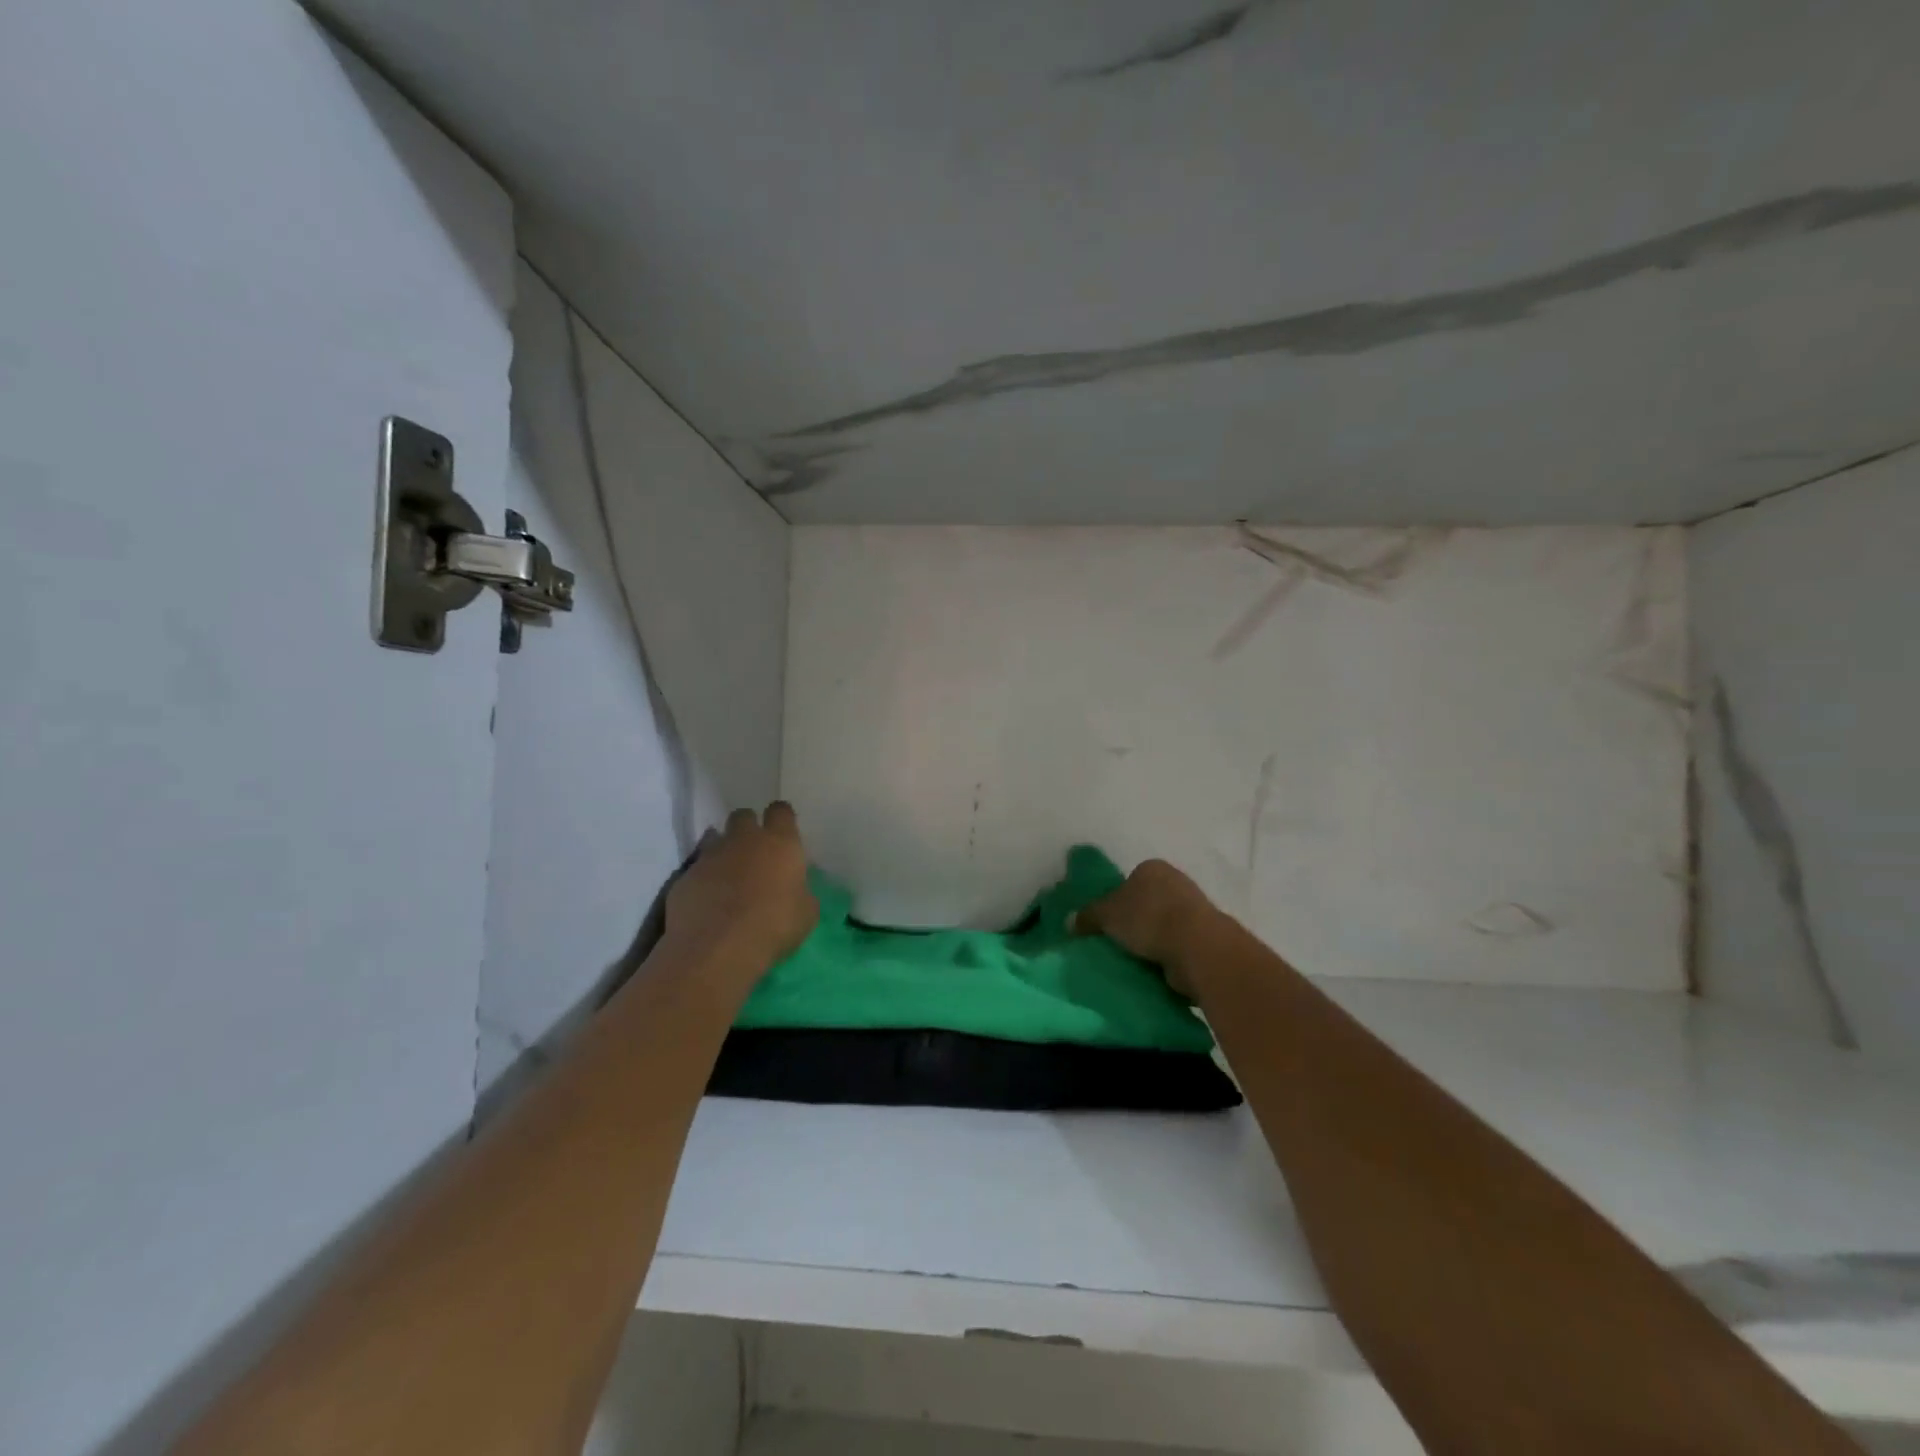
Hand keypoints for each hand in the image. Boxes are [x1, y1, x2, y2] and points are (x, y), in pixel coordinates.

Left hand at [666, 802, 817, 969]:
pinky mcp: (684, 876)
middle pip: (743, 816)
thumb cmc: (774, 927)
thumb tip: (794, 889)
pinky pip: (696, 869)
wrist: (717, 948)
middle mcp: (744, 840)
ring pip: (715, 838)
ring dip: (723, 851)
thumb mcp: (806, 913)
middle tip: (754, 853)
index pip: (781, 811)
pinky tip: (707, 901)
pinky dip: (703, 879)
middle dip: (748, 828)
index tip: (783, 832)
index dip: (781, 819)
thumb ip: (800, 892)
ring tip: (728, 877)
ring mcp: (710, 856)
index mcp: (780, 843)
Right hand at [1072, 858, 1221, 998]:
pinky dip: (1166, 955)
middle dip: (1134, 921)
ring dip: (1152, 940)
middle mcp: (1176, 882)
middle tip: (1116, 942)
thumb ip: (1087, 916)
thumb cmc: (1148, 918)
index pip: (1129, 880)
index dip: (1115, 900)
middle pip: (1147, 902)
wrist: (1197, 947)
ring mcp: (1195, 909)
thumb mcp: (1106, 915)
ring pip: (1163, 924)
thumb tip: (1069, 922)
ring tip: (1133, 960)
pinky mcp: (1205, 937)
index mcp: (1152, 868)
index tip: (1106, 923)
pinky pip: (1177, 945)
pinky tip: (1154, 968)